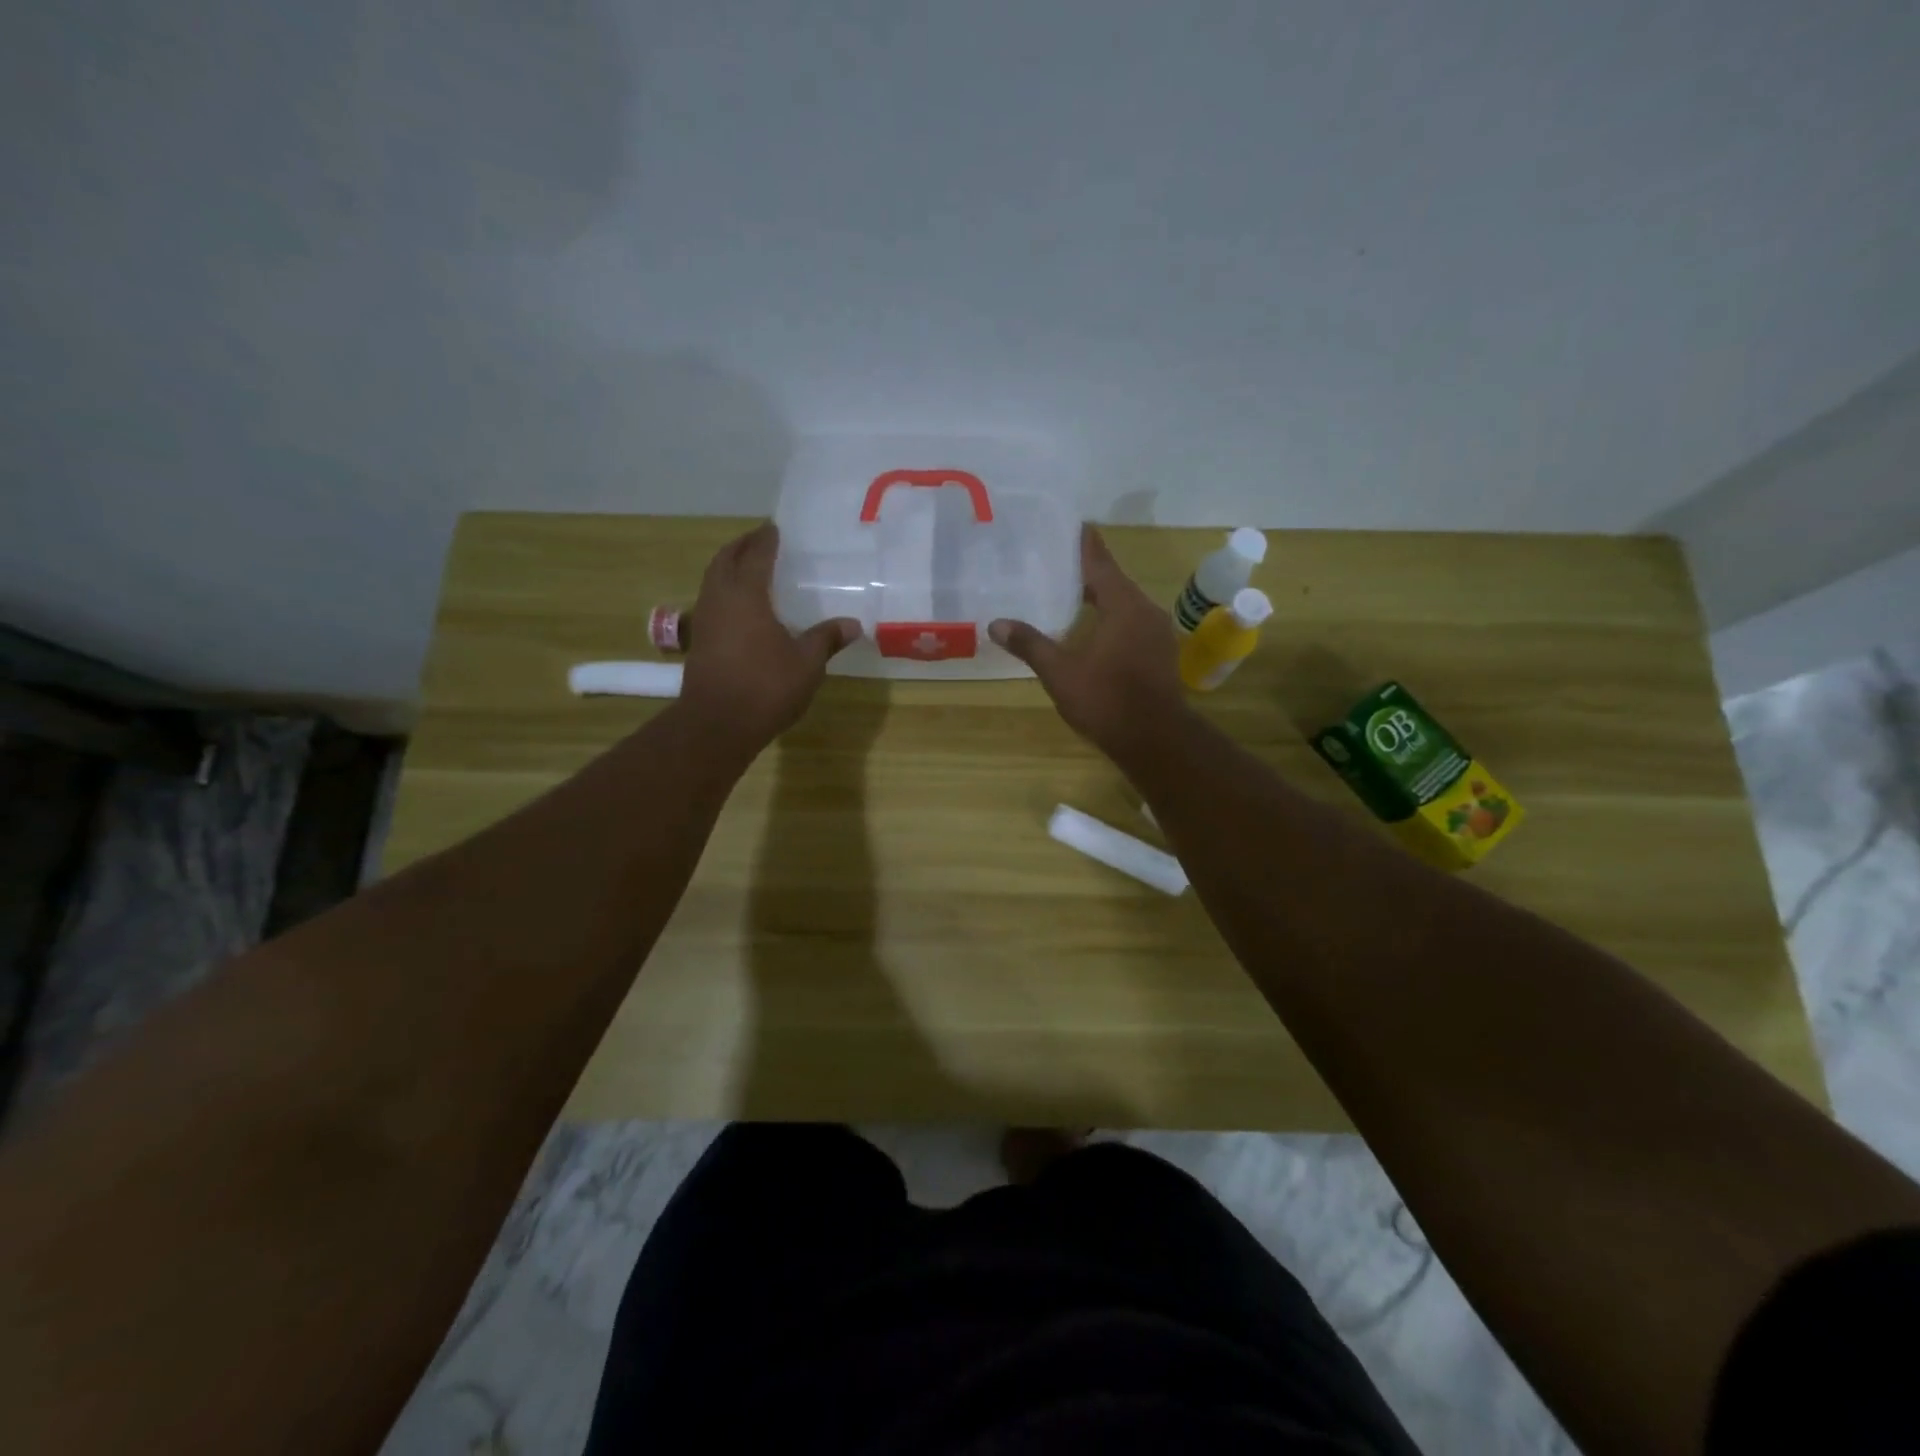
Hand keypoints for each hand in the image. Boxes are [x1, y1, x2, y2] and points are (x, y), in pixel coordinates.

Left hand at [680, 523, 860, 752]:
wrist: (716, 724)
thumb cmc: (765, 687)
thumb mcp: (806, 663)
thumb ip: (826, 639)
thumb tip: (853, 624)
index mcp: (746, 595)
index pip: (755, 555)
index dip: (765, 540)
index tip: (774, 528)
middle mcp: (720, 599)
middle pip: (725, 560)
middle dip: (741, 546)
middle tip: (759, 540)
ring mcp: (704, 620)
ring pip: (713, 580)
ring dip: (728, 567)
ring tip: (747, 567)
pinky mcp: (699, 641)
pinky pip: (711, 601)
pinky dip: (724, 591)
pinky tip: (740, 607)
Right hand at [990, 525, 1190, 759]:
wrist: (1155, 740)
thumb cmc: (1107, 700)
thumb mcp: (1060, 672)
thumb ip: (1030, 645)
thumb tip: (996, 623)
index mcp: (1123, 606)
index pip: (1101, 564)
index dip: (1086, 545)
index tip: (1076, 525)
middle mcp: (1145, 611)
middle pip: (1115, 582)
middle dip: (1090, 571)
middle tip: (1060, 560)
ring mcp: (1156, 634)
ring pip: (1125, 604)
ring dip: (1102, 597)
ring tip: (1073, 592)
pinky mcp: (1159, 654)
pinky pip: (1132, 623)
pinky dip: (1112, 617)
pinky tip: (1094, 629)